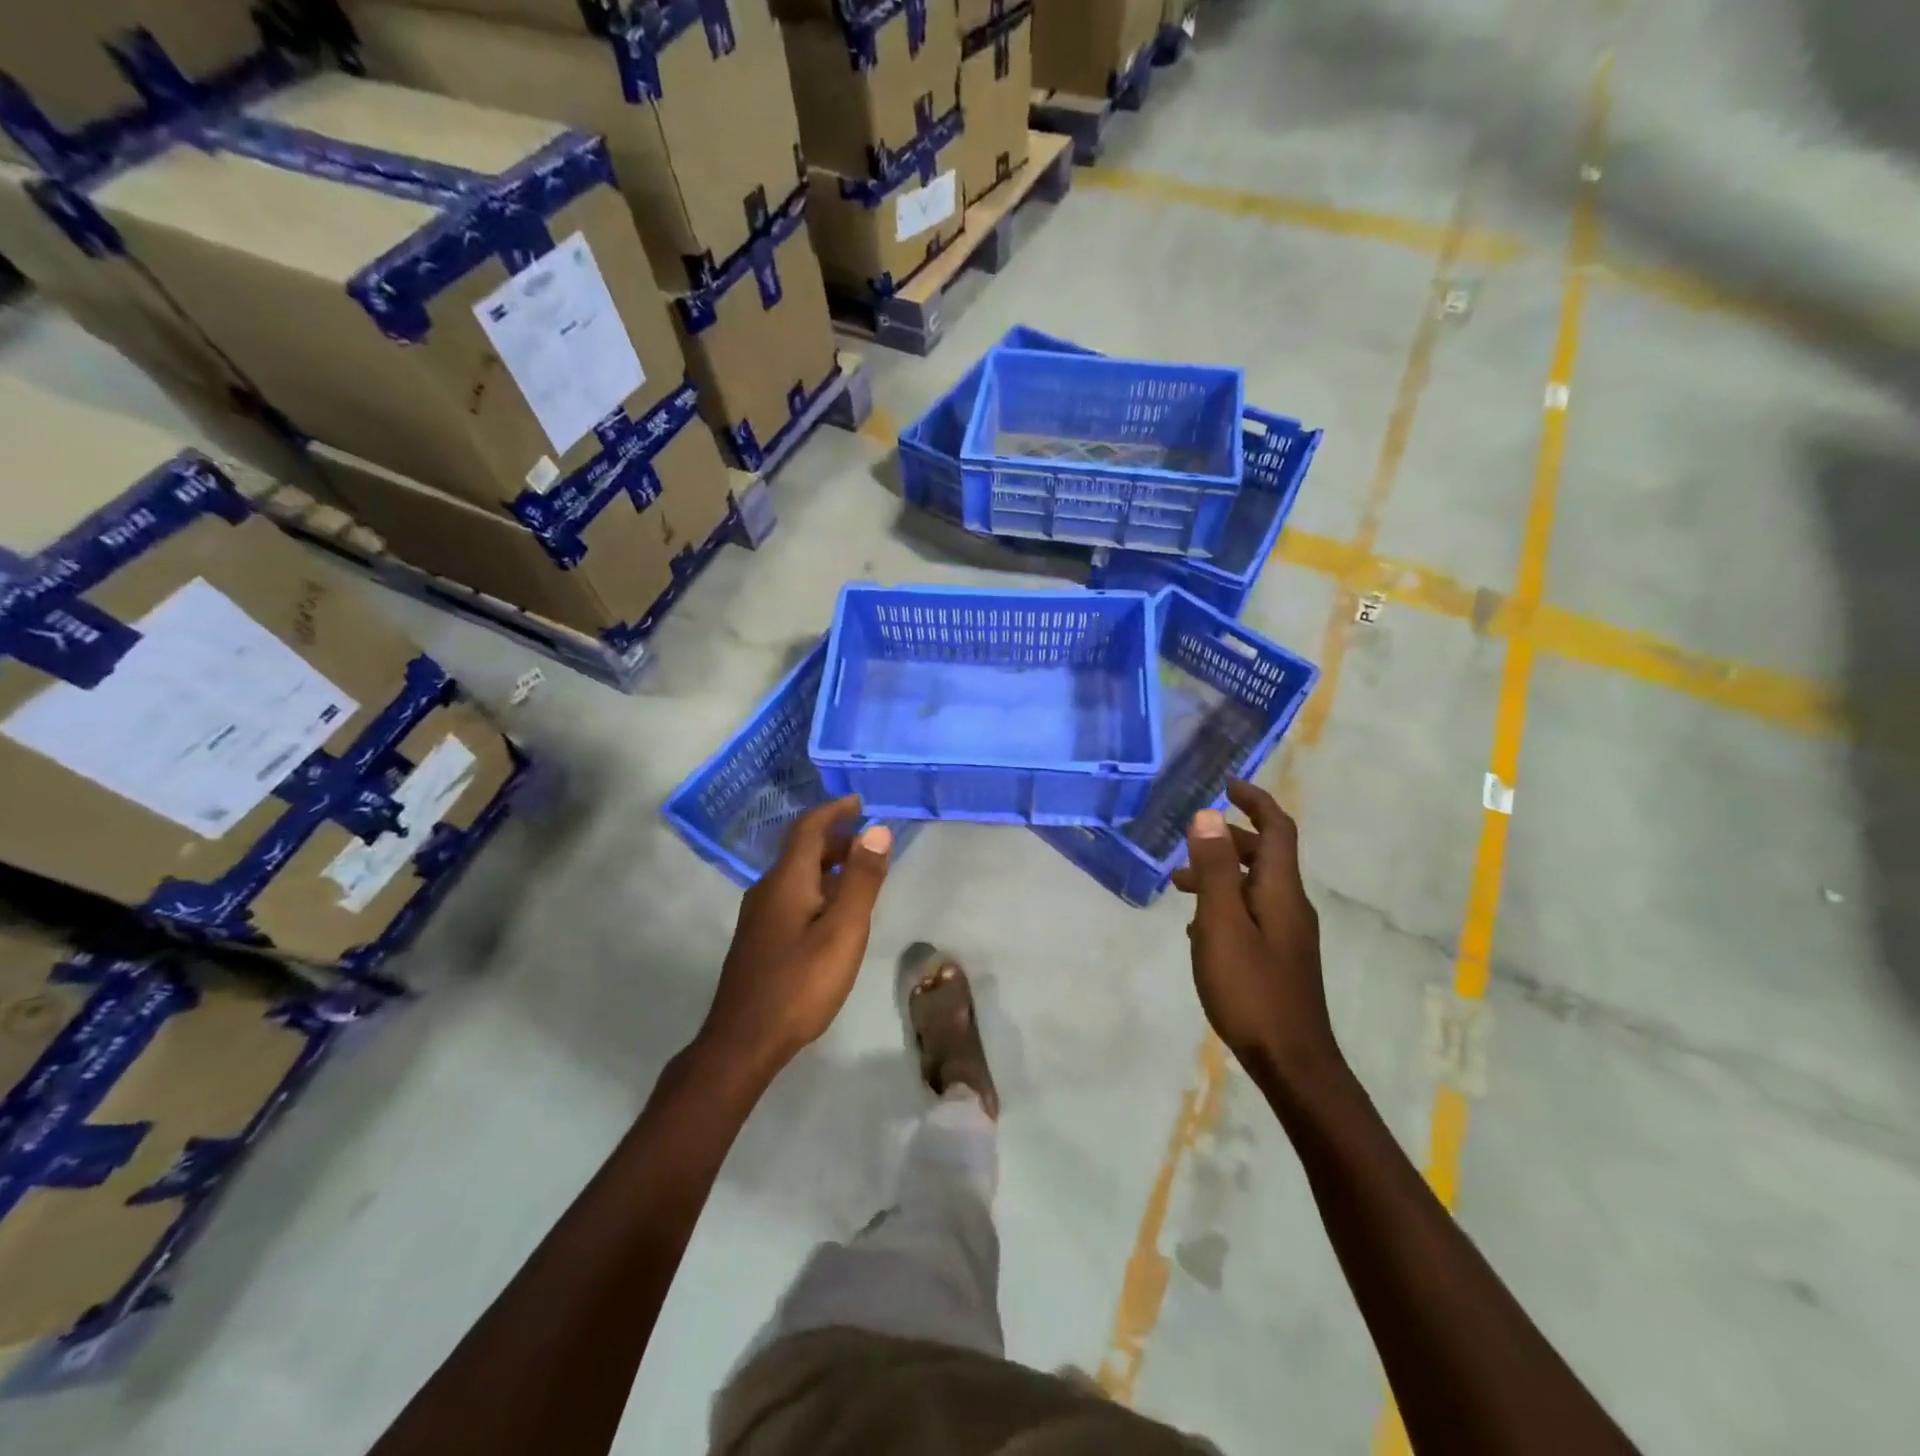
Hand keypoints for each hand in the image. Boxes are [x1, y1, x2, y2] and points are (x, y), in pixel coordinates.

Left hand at [699, 796, 892, 1076]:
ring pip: (797, 875)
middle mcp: (768, 889)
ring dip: (829, 864)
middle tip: (871, 840)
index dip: (834, 810)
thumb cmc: (800, 983)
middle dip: (836, 838)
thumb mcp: (843, 931)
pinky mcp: (760, 938)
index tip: (860, 801)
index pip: (809, 828)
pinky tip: (835, 912)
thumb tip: (877, 830)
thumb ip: (862, 880)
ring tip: (861, 873)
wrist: (743, 1041)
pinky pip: (792, 896)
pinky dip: (819, 888)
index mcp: (787, 880)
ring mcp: (760, 915)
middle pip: (802, 850)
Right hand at [1172, 780, 1340, 1089]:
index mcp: (1281, 890)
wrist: (1292, 1062)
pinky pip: (1250, 913)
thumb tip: (1207, 815)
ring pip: (1253, 886)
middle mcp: (1290, 905)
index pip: (1277, 829)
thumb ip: (1214, 869)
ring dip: (1220, 874)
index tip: (1226, 783)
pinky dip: (1224, 904)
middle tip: (1188, 843)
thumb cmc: (1251, 989)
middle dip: (1228, 840)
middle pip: (1265, 855)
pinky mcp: (1278, 958)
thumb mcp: (1221, 924)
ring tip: (1178, 885)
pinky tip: (1198, 926)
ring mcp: (1286, 934)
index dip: (1255, 801)